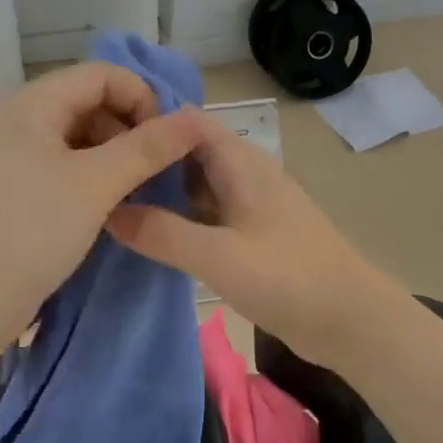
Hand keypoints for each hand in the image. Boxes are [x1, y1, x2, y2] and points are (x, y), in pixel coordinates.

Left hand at [0, 63, 203, 350]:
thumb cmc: (31, 233)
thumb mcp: (96, 185)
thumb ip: (147, 148)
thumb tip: (194, 119)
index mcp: (31, 105)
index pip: (100, 75)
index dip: (141, 97)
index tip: (168, 140)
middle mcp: (18, 121)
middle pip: (88, 102)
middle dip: (129, 127)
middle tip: (156, 168)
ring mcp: (12, 157)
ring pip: (77, 137)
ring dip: (114, 154)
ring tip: (137, 189)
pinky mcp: (13, 189)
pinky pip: (62, 166)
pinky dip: (92, 176)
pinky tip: (109, 204)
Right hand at [105, 111, 406, 365]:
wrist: (351, 322)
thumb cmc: (289, 279)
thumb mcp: (219, 256)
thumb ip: (162, 233)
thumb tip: (106, 212)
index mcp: (240, 163)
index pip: (184, 121)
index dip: (144, 121)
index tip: (94, 135)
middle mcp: (242, 174)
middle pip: (185, 152)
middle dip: (144, 158)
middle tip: (92, 173)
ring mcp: (246, 205)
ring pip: (192, 185)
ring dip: (157, 190)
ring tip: (106, 200)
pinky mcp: (248, 234)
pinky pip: (203, 215)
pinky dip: (175, 218)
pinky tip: (144, 235)